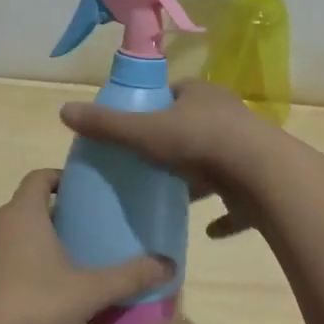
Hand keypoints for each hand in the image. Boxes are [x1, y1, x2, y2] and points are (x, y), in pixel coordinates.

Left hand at [0, 169, 174, 323]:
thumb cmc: (31, 304)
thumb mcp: (88, 292)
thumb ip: (128, 277)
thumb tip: (169, 265)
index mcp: (21, 214)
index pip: (39, 178)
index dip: (59, 180)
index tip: (78, 193)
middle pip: (22, 210)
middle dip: (48, 220)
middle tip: (76, 239)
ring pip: (2, 238)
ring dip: (24, 247)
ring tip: (51, 272)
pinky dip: (4, 273)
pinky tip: (21, 301)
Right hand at [59, 82, 277, 238]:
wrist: (260, 175)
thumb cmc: (199, 142)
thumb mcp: (144, 131)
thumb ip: (106, 125)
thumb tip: (63, 110)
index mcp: (202, 95)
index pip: (175, 93)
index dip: (154, 106)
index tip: (135, 125)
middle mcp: (228, 117)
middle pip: (195, 127)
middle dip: (174, 144)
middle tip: (147, 164)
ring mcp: (246, 151)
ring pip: (217, 163)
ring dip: (199, 180)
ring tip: (171, 196)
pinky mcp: (258, 184)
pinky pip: (237, 201)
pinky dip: (223, 216)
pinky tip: (206, 231)